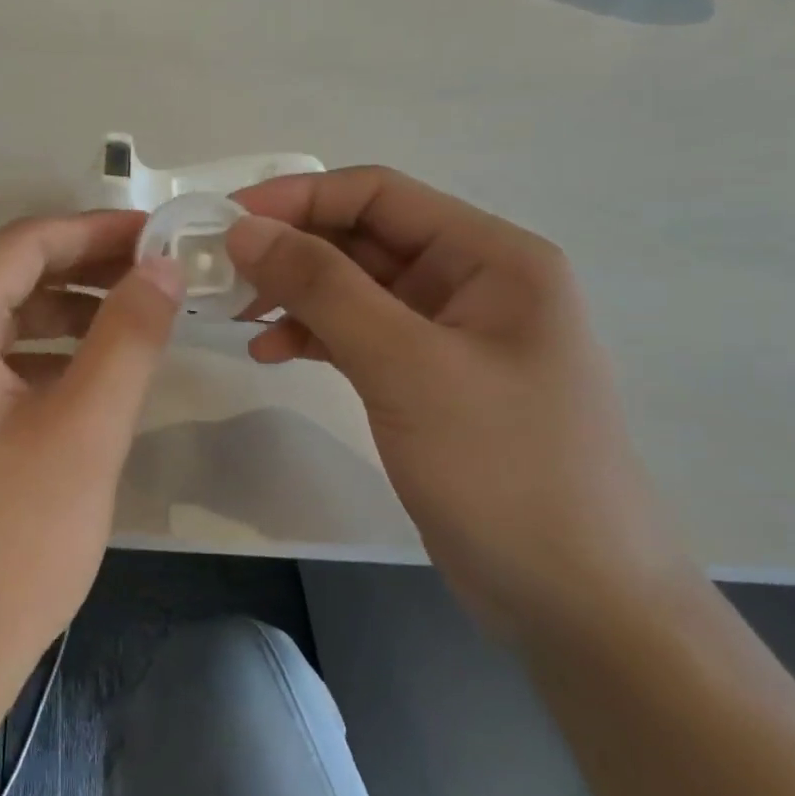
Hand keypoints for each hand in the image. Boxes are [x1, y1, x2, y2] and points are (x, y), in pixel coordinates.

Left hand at [0, 212, 182, 729]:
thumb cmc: (6, 546)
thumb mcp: (84, 431)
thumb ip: (127, 336)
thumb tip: (161, 266)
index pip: (25, 244)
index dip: (96, 231)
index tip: (160, 234)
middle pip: (8, 277)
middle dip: (85, 270)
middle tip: (159, 275)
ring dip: (66, 314)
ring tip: (136, 321)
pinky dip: (40, 358)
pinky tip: (88, 377)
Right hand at [227, 167, 683, 639]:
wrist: (575, 601)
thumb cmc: (505, 469)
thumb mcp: (406, 367)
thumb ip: (323, 288)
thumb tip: (244, 229)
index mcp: (491, 257)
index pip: (378, 194)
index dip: (297, 198)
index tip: (225, 222)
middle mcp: (473, 282)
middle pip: (363, 238)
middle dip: (290, 250)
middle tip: (219, 275)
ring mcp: (450, 334)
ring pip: (355, 288)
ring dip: (295, 294)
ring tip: (237, 317)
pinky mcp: (428, 381)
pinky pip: (359, 335)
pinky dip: (313, 336)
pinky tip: (271, 353)